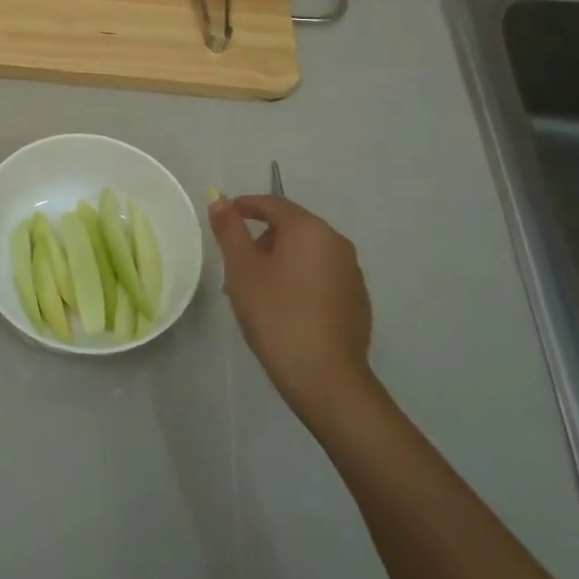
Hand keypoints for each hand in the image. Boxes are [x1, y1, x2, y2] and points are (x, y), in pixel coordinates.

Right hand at [208, 195, 373, 422]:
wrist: (326, 378)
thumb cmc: (277, 314)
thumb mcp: (242, 269)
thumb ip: (230, 230)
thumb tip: (221, 201)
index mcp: (310, 229)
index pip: (273, 204)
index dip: (245, 206)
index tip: (223, 217)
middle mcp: (337, 243)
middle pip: (291, 228)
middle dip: (260, 240)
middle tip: (234, 265)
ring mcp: (351, 273)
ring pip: (305, 255)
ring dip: (278, 263)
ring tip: (254, 292)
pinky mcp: (357, 301)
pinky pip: (320, 277)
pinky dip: (298, 282)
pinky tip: (283, 310)